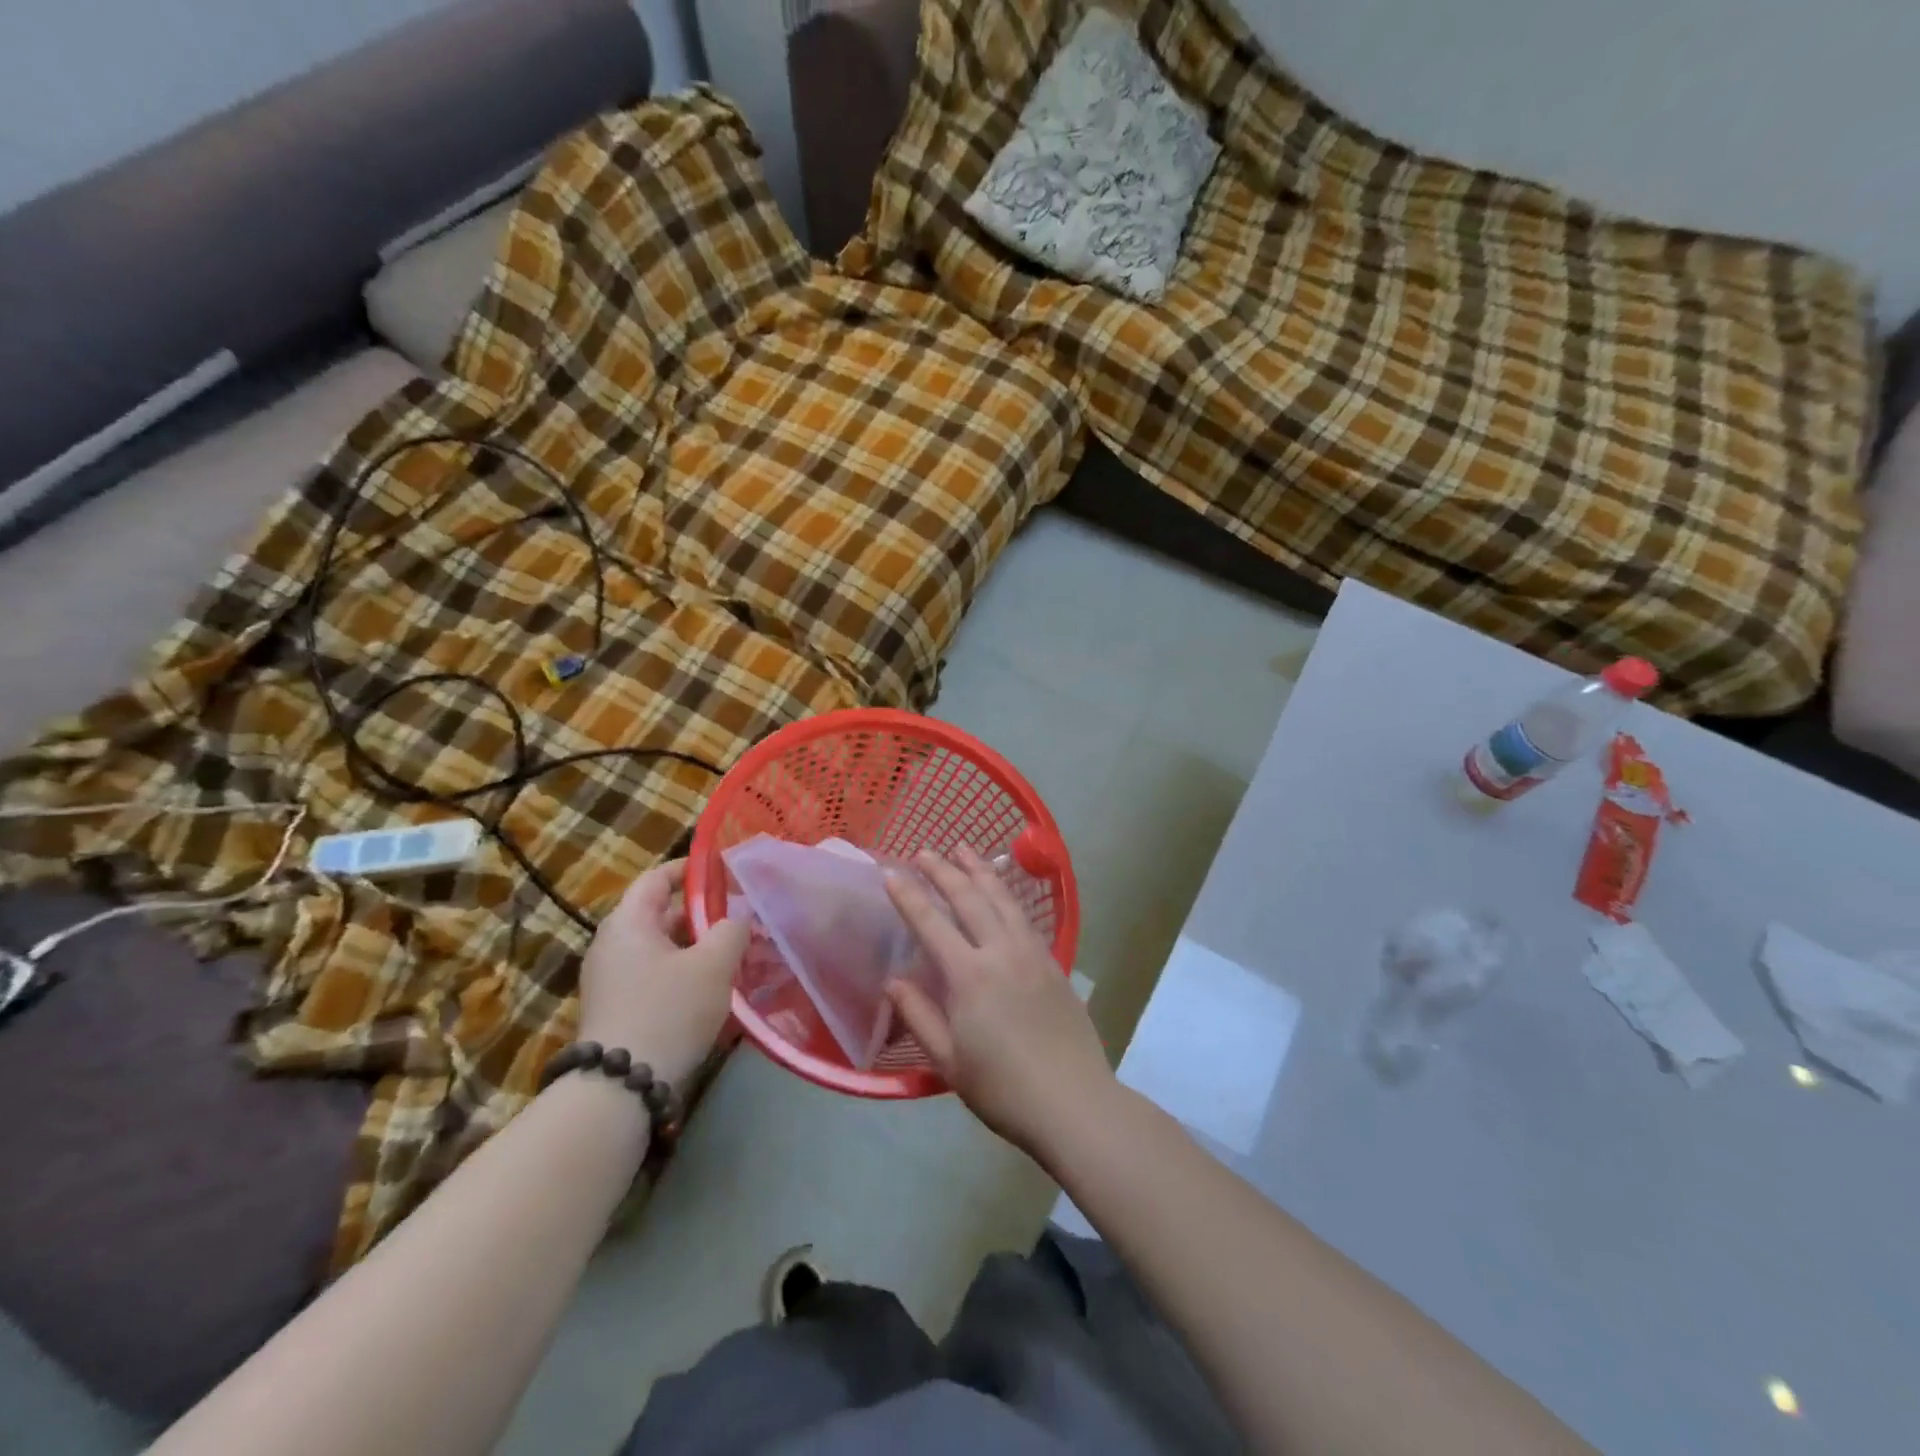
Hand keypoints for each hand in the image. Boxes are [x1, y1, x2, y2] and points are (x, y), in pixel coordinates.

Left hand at [577, 859, 748, 1087]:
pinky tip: (719, 989)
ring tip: (740, 955)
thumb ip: (731, 930)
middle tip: (744, 919)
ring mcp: (614, 981)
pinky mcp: (621, 1010)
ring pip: (665, 950)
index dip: (691, 870)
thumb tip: (737, 920)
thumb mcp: (712, 964)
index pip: (657, 878)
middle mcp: (614, 945)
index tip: (725, 871)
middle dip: (706, 915)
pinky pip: (659, 978)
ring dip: (701, 949)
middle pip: (663, 915)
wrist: (621, 1089)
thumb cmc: (669, 1011)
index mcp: (628, 923)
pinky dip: (688, 975)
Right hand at [884, 845, 1114, 1160]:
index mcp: (970, 975)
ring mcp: (1031, 953)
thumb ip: (918, 1016)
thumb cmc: (1003, 1088)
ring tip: (963, 849)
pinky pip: (1024, 915)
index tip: (890, 871)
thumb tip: (892, 981)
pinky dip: (1006, 894)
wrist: (1073, 1101)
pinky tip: (1000, 891)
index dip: (908, 895)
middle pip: (969, 898)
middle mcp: (1001, 952)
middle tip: (924, 852)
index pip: (931, 923)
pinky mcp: (1052, 961)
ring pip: (1002, 898)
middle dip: (943, 870)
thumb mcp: (949, 1061)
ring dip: (979, 870)